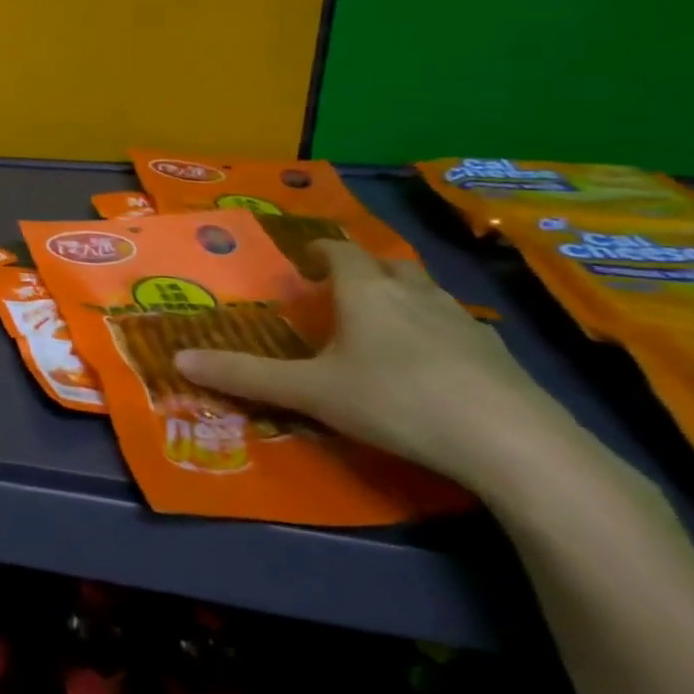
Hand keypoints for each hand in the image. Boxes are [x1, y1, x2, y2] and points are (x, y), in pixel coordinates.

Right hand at [173, 240, 576, 488]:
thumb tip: (179, 359)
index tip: (302, 258)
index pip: (339, 252)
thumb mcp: (310, 392)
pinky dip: (436, 331)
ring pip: (425, 293)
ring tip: (382, 322)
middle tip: (339, 288)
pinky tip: (432, 364)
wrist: (514, 444)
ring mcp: (462, 322)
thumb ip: (246, 375)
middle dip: (362, 269)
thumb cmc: (395, 400)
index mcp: (366, 292)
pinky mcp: (498, 355)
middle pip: (386, 265)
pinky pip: (456, 327)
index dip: (318, 250)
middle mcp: (414, 294)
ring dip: (401, 296)